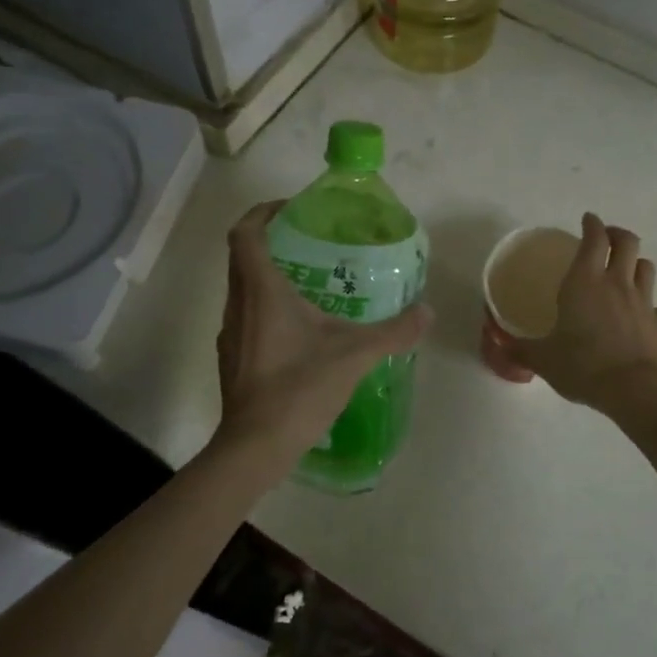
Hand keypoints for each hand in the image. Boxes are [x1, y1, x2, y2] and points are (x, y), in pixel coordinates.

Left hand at [214, 202, 431, 467]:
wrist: (255, 446)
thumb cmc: (299, 388)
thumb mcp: (355, 355)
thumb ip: (394, 331)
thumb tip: (426, 312)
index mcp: (261, 290)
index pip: (245, 232)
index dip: (263, 212)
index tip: (290, 209)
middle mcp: (238, 304)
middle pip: (242, 256)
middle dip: (271, 241)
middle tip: (310, 242)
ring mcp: (230, 333)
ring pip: (243, 288)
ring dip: (268, 275)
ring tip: (310, 282)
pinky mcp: (232, 358)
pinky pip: (246, 315)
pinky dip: (266, 307)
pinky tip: (298, 329)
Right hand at [507, 213, 656, 412]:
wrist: (640, 391)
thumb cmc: (584, 367)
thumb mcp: (544, 360)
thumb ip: (522, 350)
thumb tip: (502, 347)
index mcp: (585, 283)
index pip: (594, 239)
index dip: (592, 225)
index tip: (588, 219)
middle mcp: (617, 284)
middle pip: (627, 243)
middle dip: (617, 234)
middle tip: (608, 237)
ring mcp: (645, 303)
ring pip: (646, 268)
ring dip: (635, 264)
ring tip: (625, 271)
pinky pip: (656, 306)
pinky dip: (647, 306)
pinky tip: (639, 318)